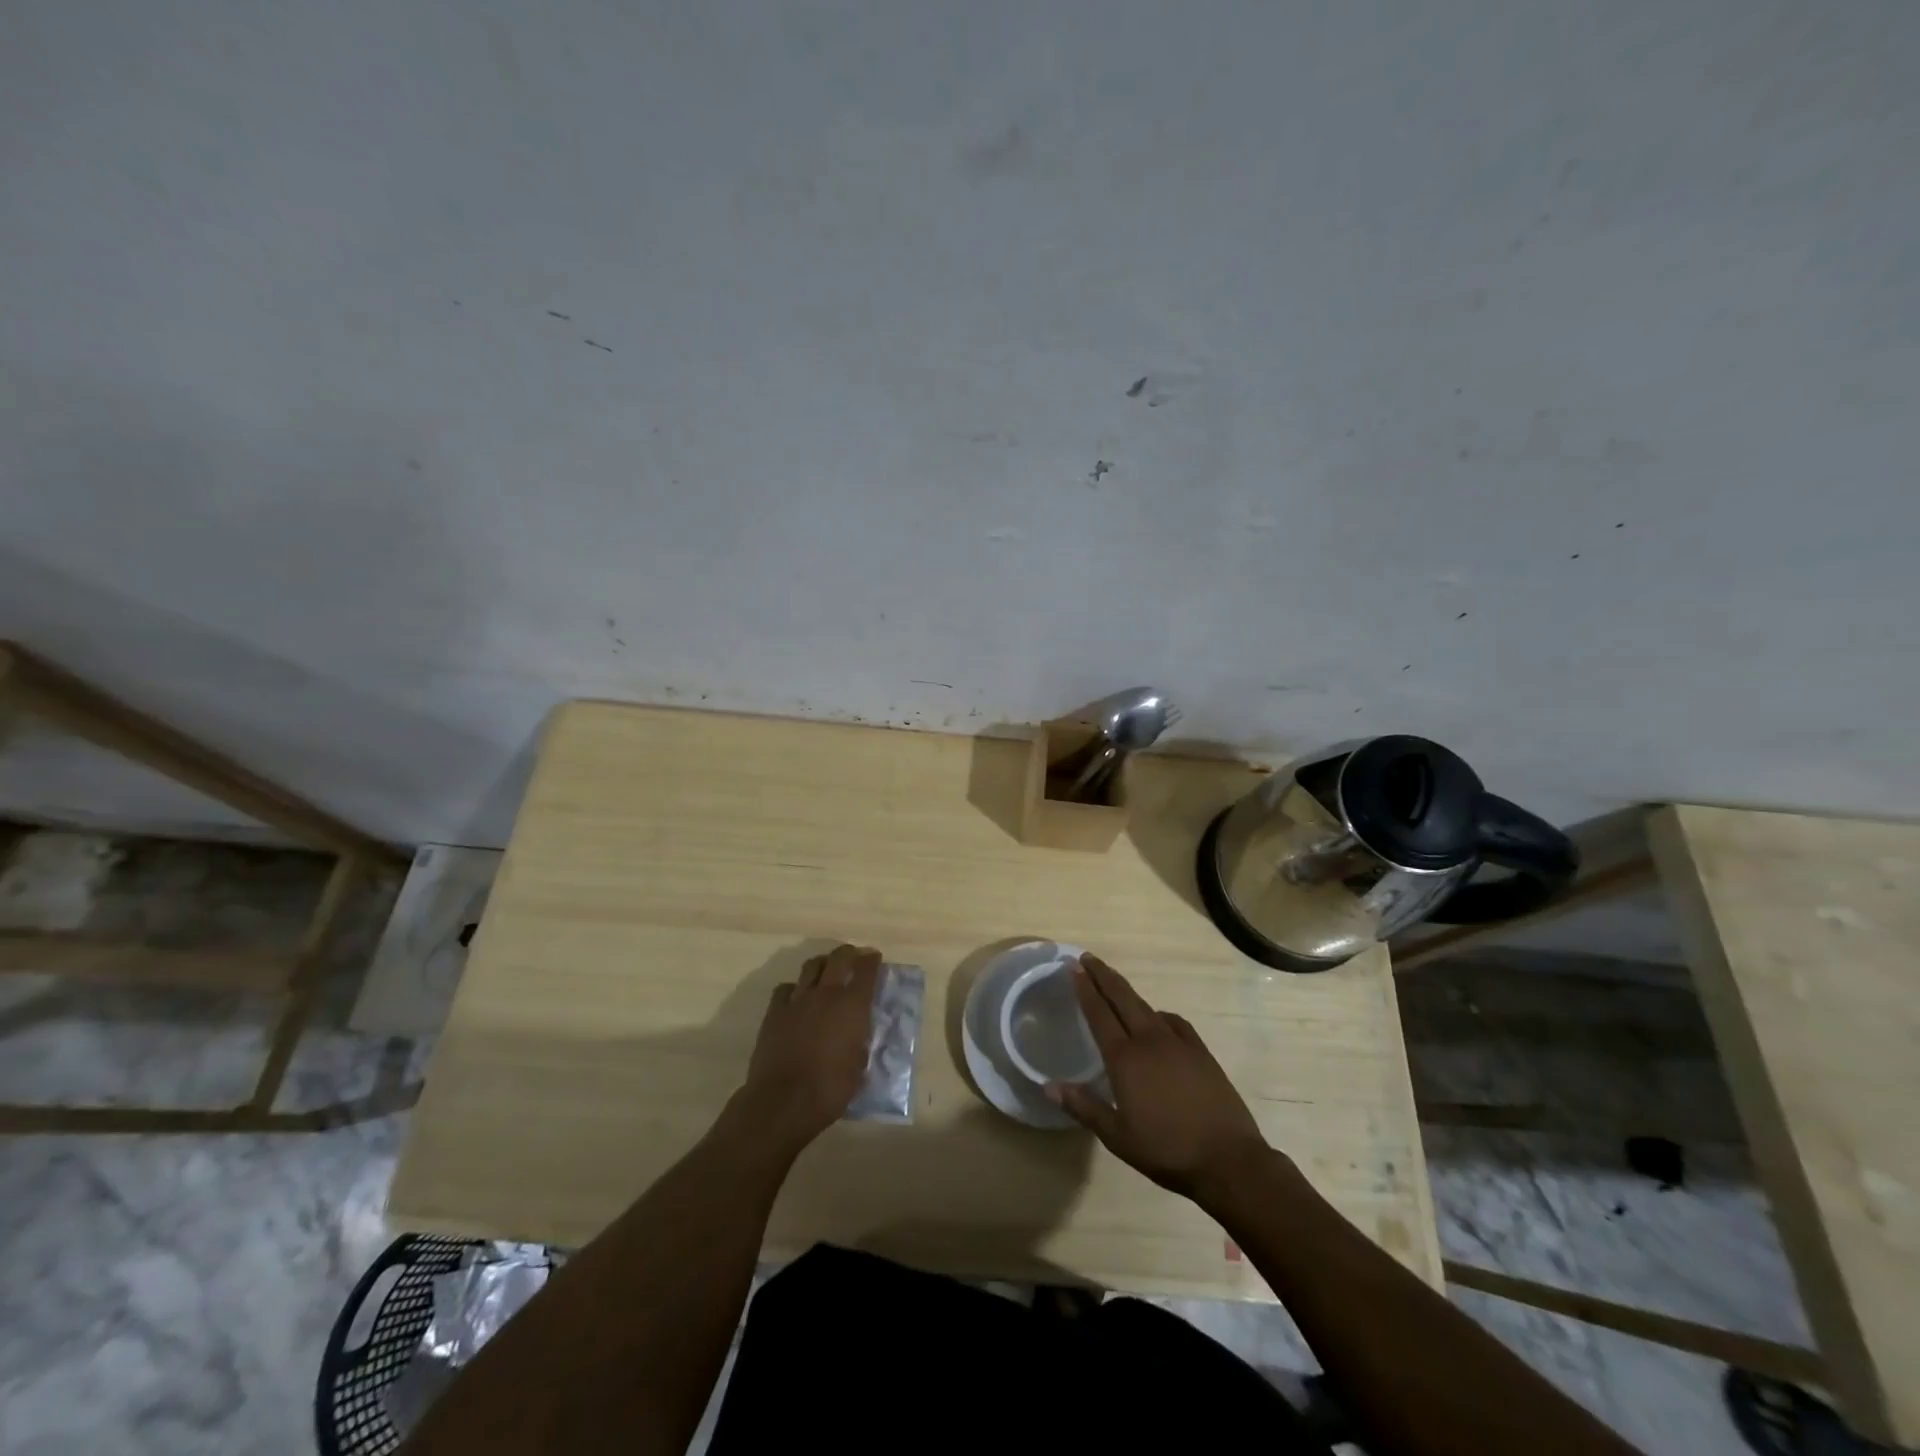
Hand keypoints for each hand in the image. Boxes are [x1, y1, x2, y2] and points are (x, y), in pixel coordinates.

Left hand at [734, 944, 879, 1154]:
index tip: (874, 958)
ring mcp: (797, 1000)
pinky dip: (795, 988)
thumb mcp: (859, 1065)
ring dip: (823, 964)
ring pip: (811, 966)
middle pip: (838, 958)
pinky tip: (798, 997)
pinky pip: (786, 988)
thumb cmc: (830, 1089)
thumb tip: (858, 1031)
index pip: (866, 971)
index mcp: (852, 1005)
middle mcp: (826, 994)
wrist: (783, 1101)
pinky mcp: (774, 1012)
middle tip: (854, 956)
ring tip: (827, 970)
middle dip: (849, 953)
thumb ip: (860, 1040)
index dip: (872, 961)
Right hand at [1049, 954, 1269, 1204]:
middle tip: (1087, 958)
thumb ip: (1083, 1107)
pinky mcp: (1200, 1051)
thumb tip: (1048, 1085)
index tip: (1074, 968)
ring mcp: (1178, 1043)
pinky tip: (1157, 1019)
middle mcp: (1149, 1041)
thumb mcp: (1117, 1137)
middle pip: (1122, 998)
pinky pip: (1174, 1022)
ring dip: (1127, 992)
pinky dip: (1158, 1014)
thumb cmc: (1166, 1150)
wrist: (1228, 1159)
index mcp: (1125, 1059)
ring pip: (1146, 1006)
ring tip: (1114, 984)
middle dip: (1103, 975)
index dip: (1086, 989)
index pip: (1099, 1014)